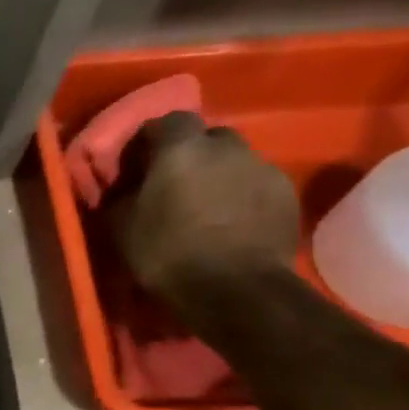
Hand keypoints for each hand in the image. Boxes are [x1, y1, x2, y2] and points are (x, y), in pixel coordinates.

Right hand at [108, 113, 299, 304]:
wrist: (235, 289)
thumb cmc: (166, 252)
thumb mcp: (121, 225)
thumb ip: (121, 194)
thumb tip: (123, 185)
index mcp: (181, 149)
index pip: (168, 120)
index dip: (153, 138)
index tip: (140, 162)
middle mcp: (227, 148)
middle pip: (208, 137)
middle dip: (192, 153)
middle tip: (175, 182)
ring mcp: (263, 169)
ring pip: (235, 161)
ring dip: (219, 174)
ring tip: (205, 205)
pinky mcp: (287, 195)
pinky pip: (257, 183)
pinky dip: (241, 194)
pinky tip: (230, 221)